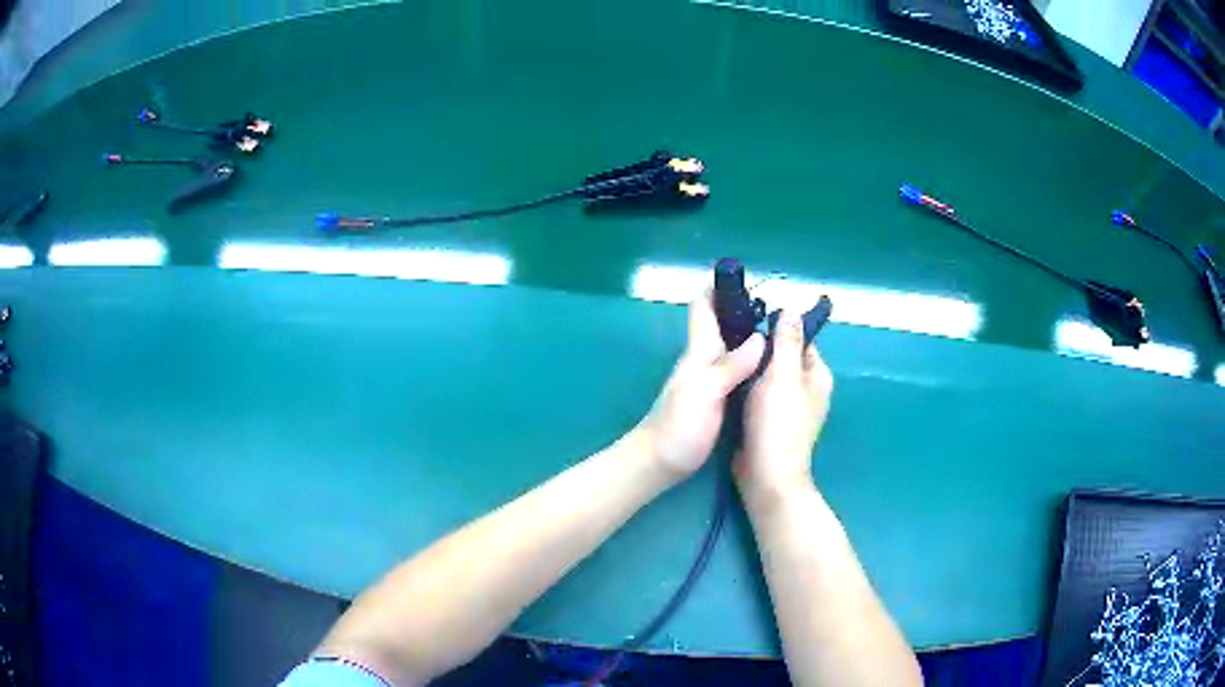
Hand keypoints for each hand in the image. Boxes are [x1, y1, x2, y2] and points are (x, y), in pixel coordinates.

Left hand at [639, 290, 764, 479]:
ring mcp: (708, 382)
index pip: (704, 309)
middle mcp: (704, 361)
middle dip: (745, 311)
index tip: (745, 276)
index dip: (719, 288)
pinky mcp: (715, 401)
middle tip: (781, 308)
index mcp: (699, 353)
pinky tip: (769, 368)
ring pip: (731, 348)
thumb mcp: (704, 393)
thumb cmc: (677, 428)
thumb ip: (730, 366)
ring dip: (751, 335)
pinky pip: (736, 371)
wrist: (657, 464)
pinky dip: (752, 362)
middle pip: (722, 326)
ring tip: (782, 332)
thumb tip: (760, 336)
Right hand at [735, 309, 832, 501]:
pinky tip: (727, 381)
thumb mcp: (783, 375)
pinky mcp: (769, 420)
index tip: (748, 323)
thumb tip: (791, 309)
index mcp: (817, 376)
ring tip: (725, 355)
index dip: (777, 329)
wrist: (765, 475)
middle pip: (782, 357)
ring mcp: (787, 406)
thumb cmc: (778, 423)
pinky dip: (745, 387)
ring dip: (750, 368)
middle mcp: (806, 389)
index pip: (799, 340)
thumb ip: (787, 341)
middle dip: (760, 349)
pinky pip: (757, 394)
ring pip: (767, 376)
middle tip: (731, 339)